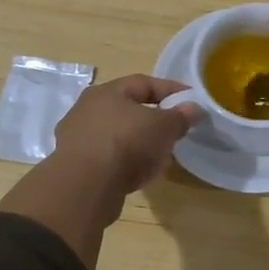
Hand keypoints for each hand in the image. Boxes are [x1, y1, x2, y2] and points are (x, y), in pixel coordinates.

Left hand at [51, 74, 199, 196]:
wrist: (85, 186)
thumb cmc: (127, 143)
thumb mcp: (163, 127)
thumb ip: (180, 116)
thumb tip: (193, 109)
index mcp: (106, 91)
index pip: (143, 83)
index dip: (170, 89)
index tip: (190, 100)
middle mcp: (87, 109)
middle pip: (128, 109)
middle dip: (154, 119)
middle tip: (175, 130)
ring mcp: (77, 138)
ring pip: (117, 135)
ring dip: (139, 143)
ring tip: (160, 156)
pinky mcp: (75, 166)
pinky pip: (108, 158)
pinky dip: (125, 162)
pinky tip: (139, 174)